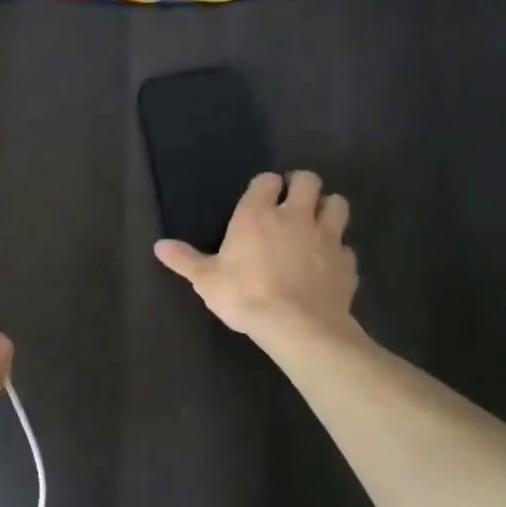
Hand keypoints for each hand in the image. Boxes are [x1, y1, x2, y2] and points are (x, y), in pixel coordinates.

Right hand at [153, 171, 358, 352]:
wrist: (298, 326)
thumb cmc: (244, 295)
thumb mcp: (205, 279)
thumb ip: (184, 259)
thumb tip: (159, 245)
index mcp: (257, 214)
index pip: (268, 180)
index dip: (266, 185)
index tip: (262, 196)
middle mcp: (295, 216)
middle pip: (310, 181)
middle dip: (303, 186)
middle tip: (293, 201)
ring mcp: (327, 237)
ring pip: (338, 205)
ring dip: (328, 209)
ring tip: (316, 223)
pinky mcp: (346, 263)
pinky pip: (346, 247)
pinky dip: (338, 251)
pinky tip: (328, 264)